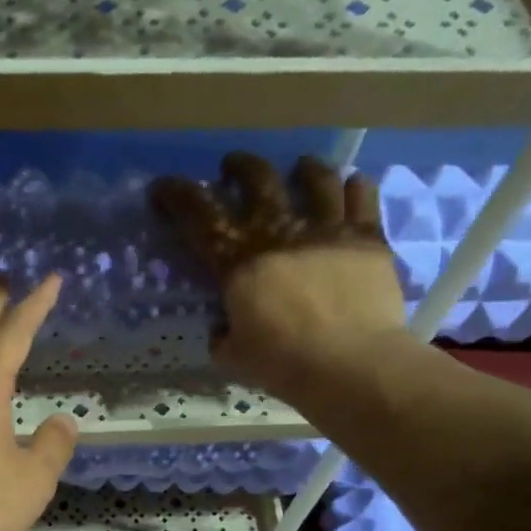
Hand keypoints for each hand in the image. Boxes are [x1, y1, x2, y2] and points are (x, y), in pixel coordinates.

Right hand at [149, 153, 415, 399]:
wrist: (350, 364)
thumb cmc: (284, 364)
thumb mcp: (234, 356)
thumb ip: (224, 335)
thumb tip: (224, 327)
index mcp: (239, 261)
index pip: (199, 216)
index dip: (177, 196)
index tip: (163, 188)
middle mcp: (280, 232)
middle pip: (257, 179)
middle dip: (241, 167)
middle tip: (234, 168)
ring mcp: (327, 229)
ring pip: (316, 178)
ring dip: (304, 169)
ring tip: (301, 169)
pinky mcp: (367, 237)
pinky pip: (362, 197)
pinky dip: (355, 188)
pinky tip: (352, 188)